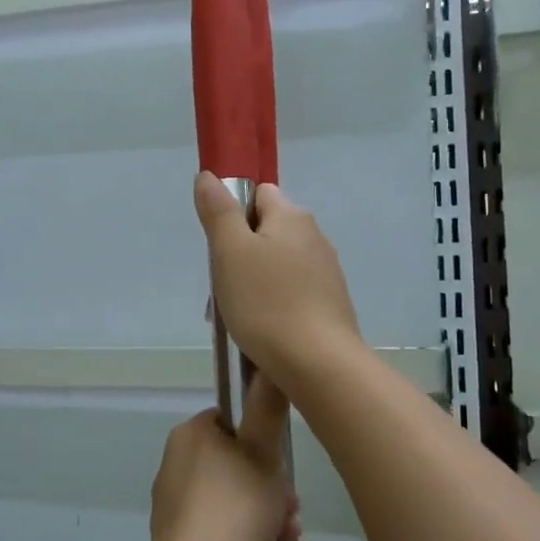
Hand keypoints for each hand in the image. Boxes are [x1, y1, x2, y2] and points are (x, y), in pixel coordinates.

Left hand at [149, 374, 295, 540]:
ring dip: (263, 513)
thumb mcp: (264, 453)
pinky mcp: (176, 536)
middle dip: (270, 486)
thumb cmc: (235, 509)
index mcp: (191, 434)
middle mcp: (175, 461)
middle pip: (236, 463)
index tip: (284, 468)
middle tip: (292, 510)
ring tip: (285, 539)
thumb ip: (268, 408)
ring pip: (232, 497)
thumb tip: (269, 367)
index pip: (233, 422)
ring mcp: (172, 501)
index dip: (264, 443)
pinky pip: (219, 526)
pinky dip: (244, 536)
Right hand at [193, 172, 361, 386]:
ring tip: (238, 316)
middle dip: (240, 254)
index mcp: (292, 217)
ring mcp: (327, 273)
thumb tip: (208, 176)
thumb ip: (218, 211)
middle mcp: (315, 238)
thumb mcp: (230, 251)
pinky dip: (274, 305)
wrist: (318, 364)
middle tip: (222, 286)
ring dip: (255, 283)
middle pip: (267, 232)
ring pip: (278, 266)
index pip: (259, 195)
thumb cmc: (267, 302)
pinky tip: (262, 331)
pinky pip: (292, 294)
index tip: (220, 246)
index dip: (234, 214)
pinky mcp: (331, 305)